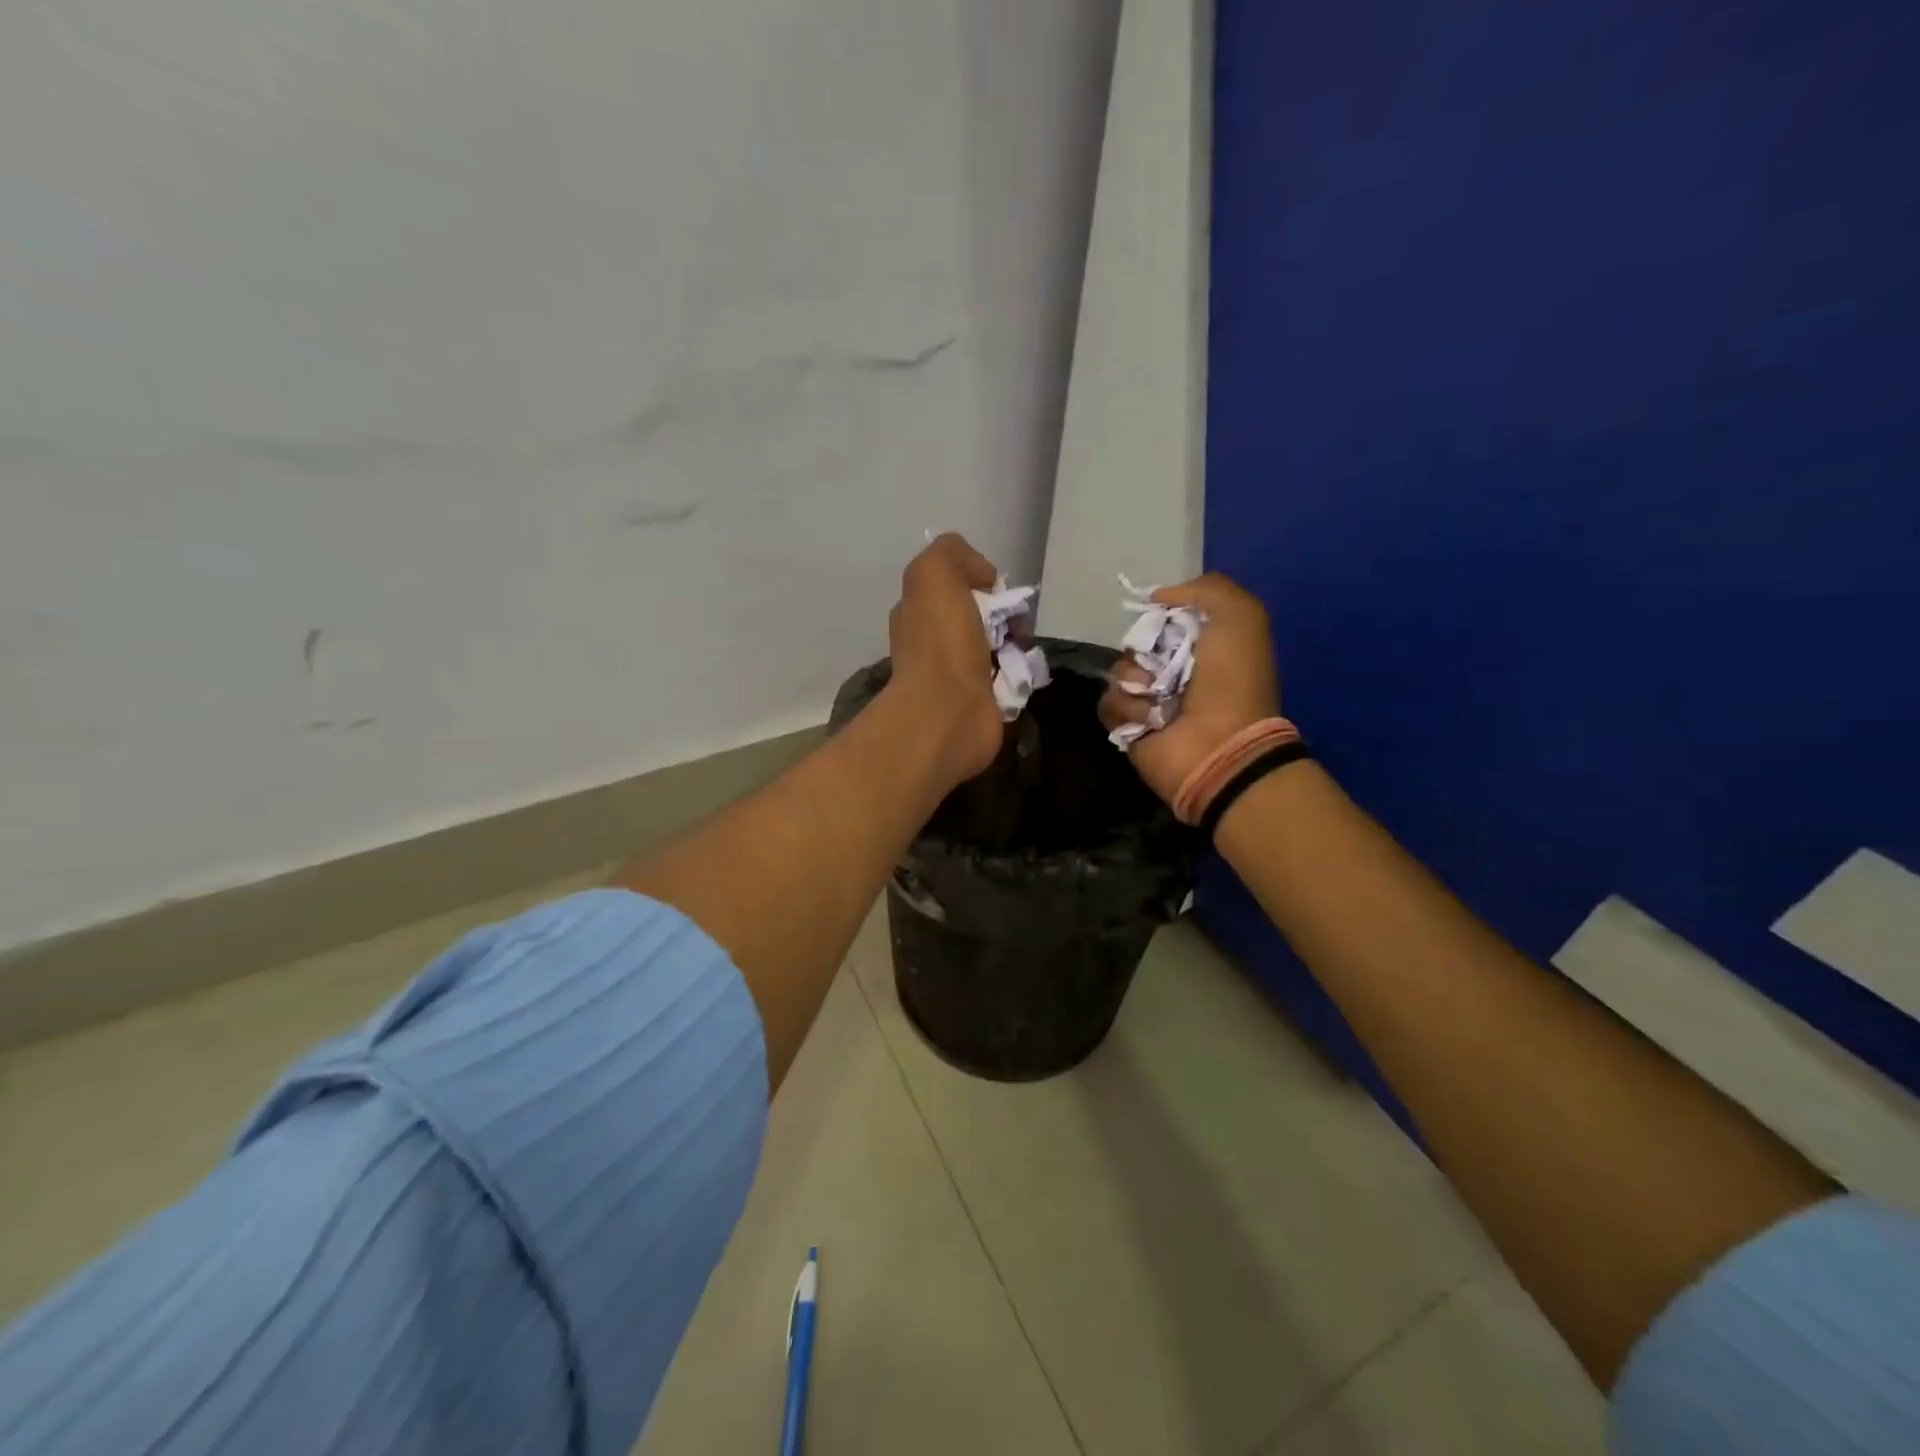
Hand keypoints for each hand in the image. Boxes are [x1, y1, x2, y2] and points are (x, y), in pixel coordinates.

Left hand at [885, 533, 1004, 786]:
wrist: (947, 715)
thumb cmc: (940, 642)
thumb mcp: (935, 573)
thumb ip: (953, 554)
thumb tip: (983, 578)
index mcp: (917, 610)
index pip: (952, 584)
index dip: (978, 578)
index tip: (994, 588)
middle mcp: (932, 642)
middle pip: (978, 615)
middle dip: (1004, 614)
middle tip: (1016, 623)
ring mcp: (954, 675)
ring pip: (995, 646)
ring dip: (1015, 644)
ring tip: (1021, 650)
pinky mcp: (978, 703)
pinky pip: (1006, 679)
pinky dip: (1018, 674)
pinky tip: (1020, 675)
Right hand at [1098, 572, 1279, 803]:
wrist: (1221, 745)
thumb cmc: (1233, 680)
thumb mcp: (1239, 616)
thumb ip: (1205, 590)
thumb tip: (1157, 597)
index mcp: (1202, 645)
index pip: (1163, 617)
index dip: (1160, 614)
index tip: (1162, 618)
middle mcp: (1175, 671)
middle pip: (1135, 643)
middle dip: (1143, 649)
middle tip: (1162, 665)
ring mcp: (1150, 700)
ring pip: (1118, 672)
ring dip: (1136, 680)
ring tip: (1158, 698)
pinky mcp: (1129, 726)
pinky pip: (1108, 702)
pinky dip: (1126, 707)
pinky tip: (1149, 718)